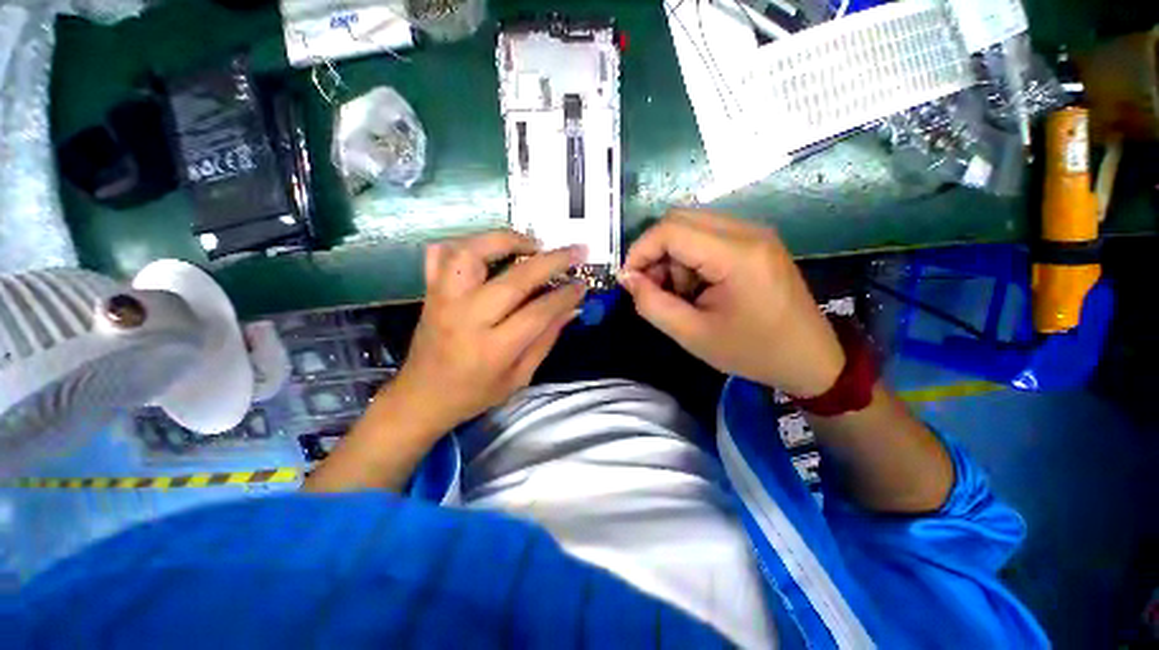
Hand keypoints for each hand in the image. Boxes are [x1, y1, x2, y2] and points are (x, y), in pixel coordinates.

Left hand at [391, 230, 586, 432]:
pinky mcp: (430, 291)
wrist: (421, 396)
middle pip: (514, 279)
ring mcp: (444, 300)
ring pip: (472, 253)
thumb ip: (546, 340)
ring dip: (506, 240)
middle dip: (551, 261)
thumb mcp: (519, 377)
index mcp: (493, 349)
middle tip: (574, 251)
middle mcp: (467, 318)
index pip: (538, 312)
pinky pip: (440, 253)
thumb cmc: (474, 393)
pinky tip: (487, 250)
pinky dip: (465, 243)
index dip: (565, 295)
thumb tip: (572, 308)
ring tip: (531, 244)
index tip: (583, 283)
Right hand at [619, 209, 844, 396]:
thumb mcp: (692, 335)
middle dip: (656, 253)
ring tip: (681, 294)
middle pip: (679, 220)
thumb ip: (652, 304)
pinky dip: (690, 258)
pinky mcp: (755, 242)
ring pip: (691, 226)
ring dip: (673, 257)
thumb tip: (628, 278)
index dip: (640, 251)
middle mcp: (748, 231)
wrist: (810, 358)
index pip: (671, 230)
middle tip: (653, 288)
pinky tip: (697, 287)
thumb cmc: (752, 351)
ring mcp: (755, 233)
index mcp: (736, 255)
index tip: (628, 281)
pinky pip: (707, 236)